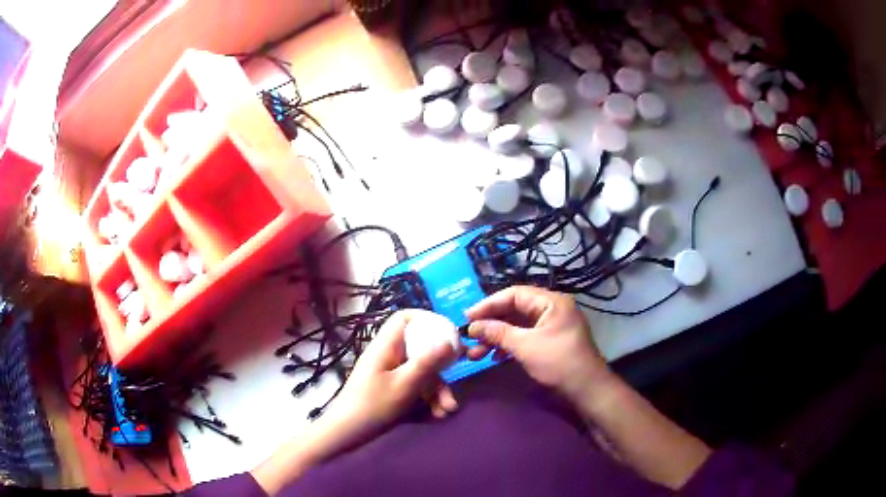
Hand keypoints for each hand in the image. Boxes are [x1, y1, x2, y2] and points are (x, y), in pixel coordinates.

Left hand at [252, 310, 459, 494]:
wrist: (346, 434)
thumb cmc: (373, 406)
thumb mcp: (404, 385)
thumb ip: (427, 363)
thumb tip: (450, 341)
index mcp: (386, 347)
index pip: (404, 319)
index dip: (427, 320)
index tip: (448, 333)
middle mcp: (388, 356)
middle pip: (419, 350)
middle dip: (440, 369)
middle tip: (457, 377)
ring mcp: (389, 374)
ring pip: (420, 372)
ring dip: (437, 390)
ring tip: (447, 410)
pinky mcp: (391, 391)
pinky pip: (414, 387)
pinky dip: (427, 400)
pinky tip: (437, 416)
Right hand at [465, 286, 611, 403]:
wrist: (586, 390)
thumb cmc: (558, 362)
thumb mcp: (526, 346)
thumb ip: (498, 333)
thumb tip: (472, 326)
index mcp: (551, 302)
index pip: (514, 294)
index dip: (489, 304)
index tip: (468, 317)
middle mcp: (551, 309)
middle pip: (514, 310)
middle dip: (491, 324)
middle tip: (469, 336)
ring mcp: (551, 326)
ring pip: (517, 326)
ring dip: (496, 338)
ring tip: (476, 353)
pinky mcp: (549, 342)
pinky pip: (524, 337)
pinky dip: (508, 345)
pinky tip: (494, 357)